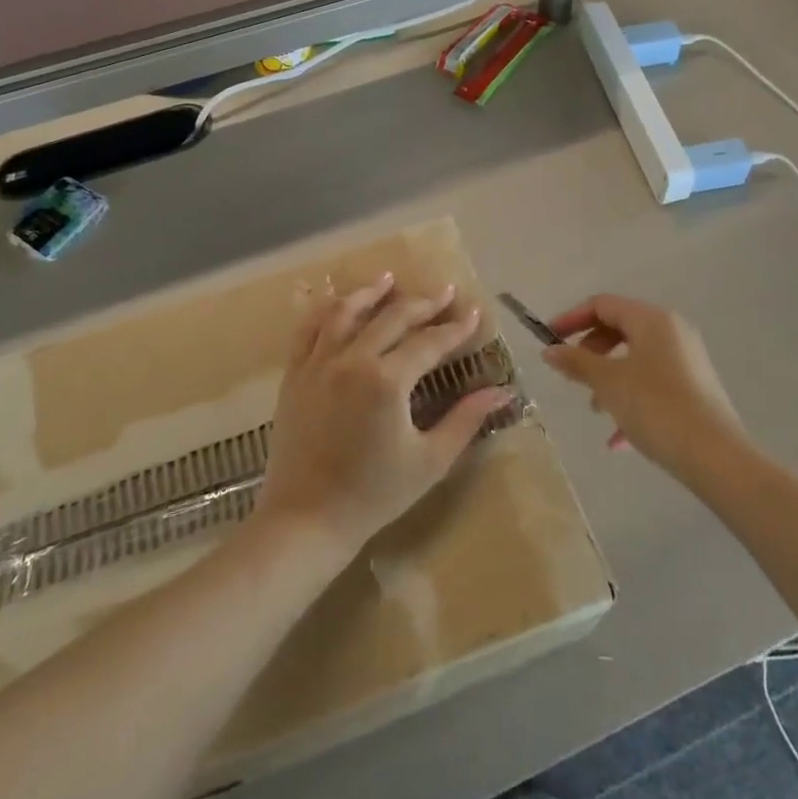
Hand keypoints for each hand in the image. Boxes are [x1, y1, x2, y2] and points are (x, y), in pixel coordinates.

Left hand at [256, 274, 512, 560]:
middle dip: (423, 303)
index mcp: (388, 381)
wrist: (306, 519)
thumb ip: (466, 419)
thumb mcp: (430, 460)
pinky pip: (308, 330)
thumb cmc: (374, 494)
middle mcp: (352, 360)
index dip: (455, 328)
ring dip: (370, 293)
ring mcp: (318, 364)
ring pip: (346, 313)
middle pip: (392, 319)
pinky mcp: (294, 375)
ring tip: (388, 279)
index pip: (429, 342)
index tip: (473, 312)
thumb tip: (503, 392)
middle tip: (444, 291)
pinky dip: (325, 311)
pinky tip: (337, 302)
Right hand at [542, 295, 747, 480]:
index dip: (571, 319)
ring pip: (635, 358)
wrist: (716, 456)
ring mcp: (686, 359)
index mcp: (652, 319)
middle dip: (591, 352)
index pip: (602, 304)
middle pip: (620, 329)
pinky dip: (631, 398)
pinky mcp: (694, 387)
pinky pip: (653, 382)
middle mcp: (672, 331)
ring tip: (597, 410)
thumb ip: (576, 362)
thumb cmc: (656, 407)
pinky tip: (619, 439)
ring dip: (609, 378)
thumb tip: (549, 350)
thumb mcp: (608, 383)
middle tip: (573, 376)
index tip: (548, 341)